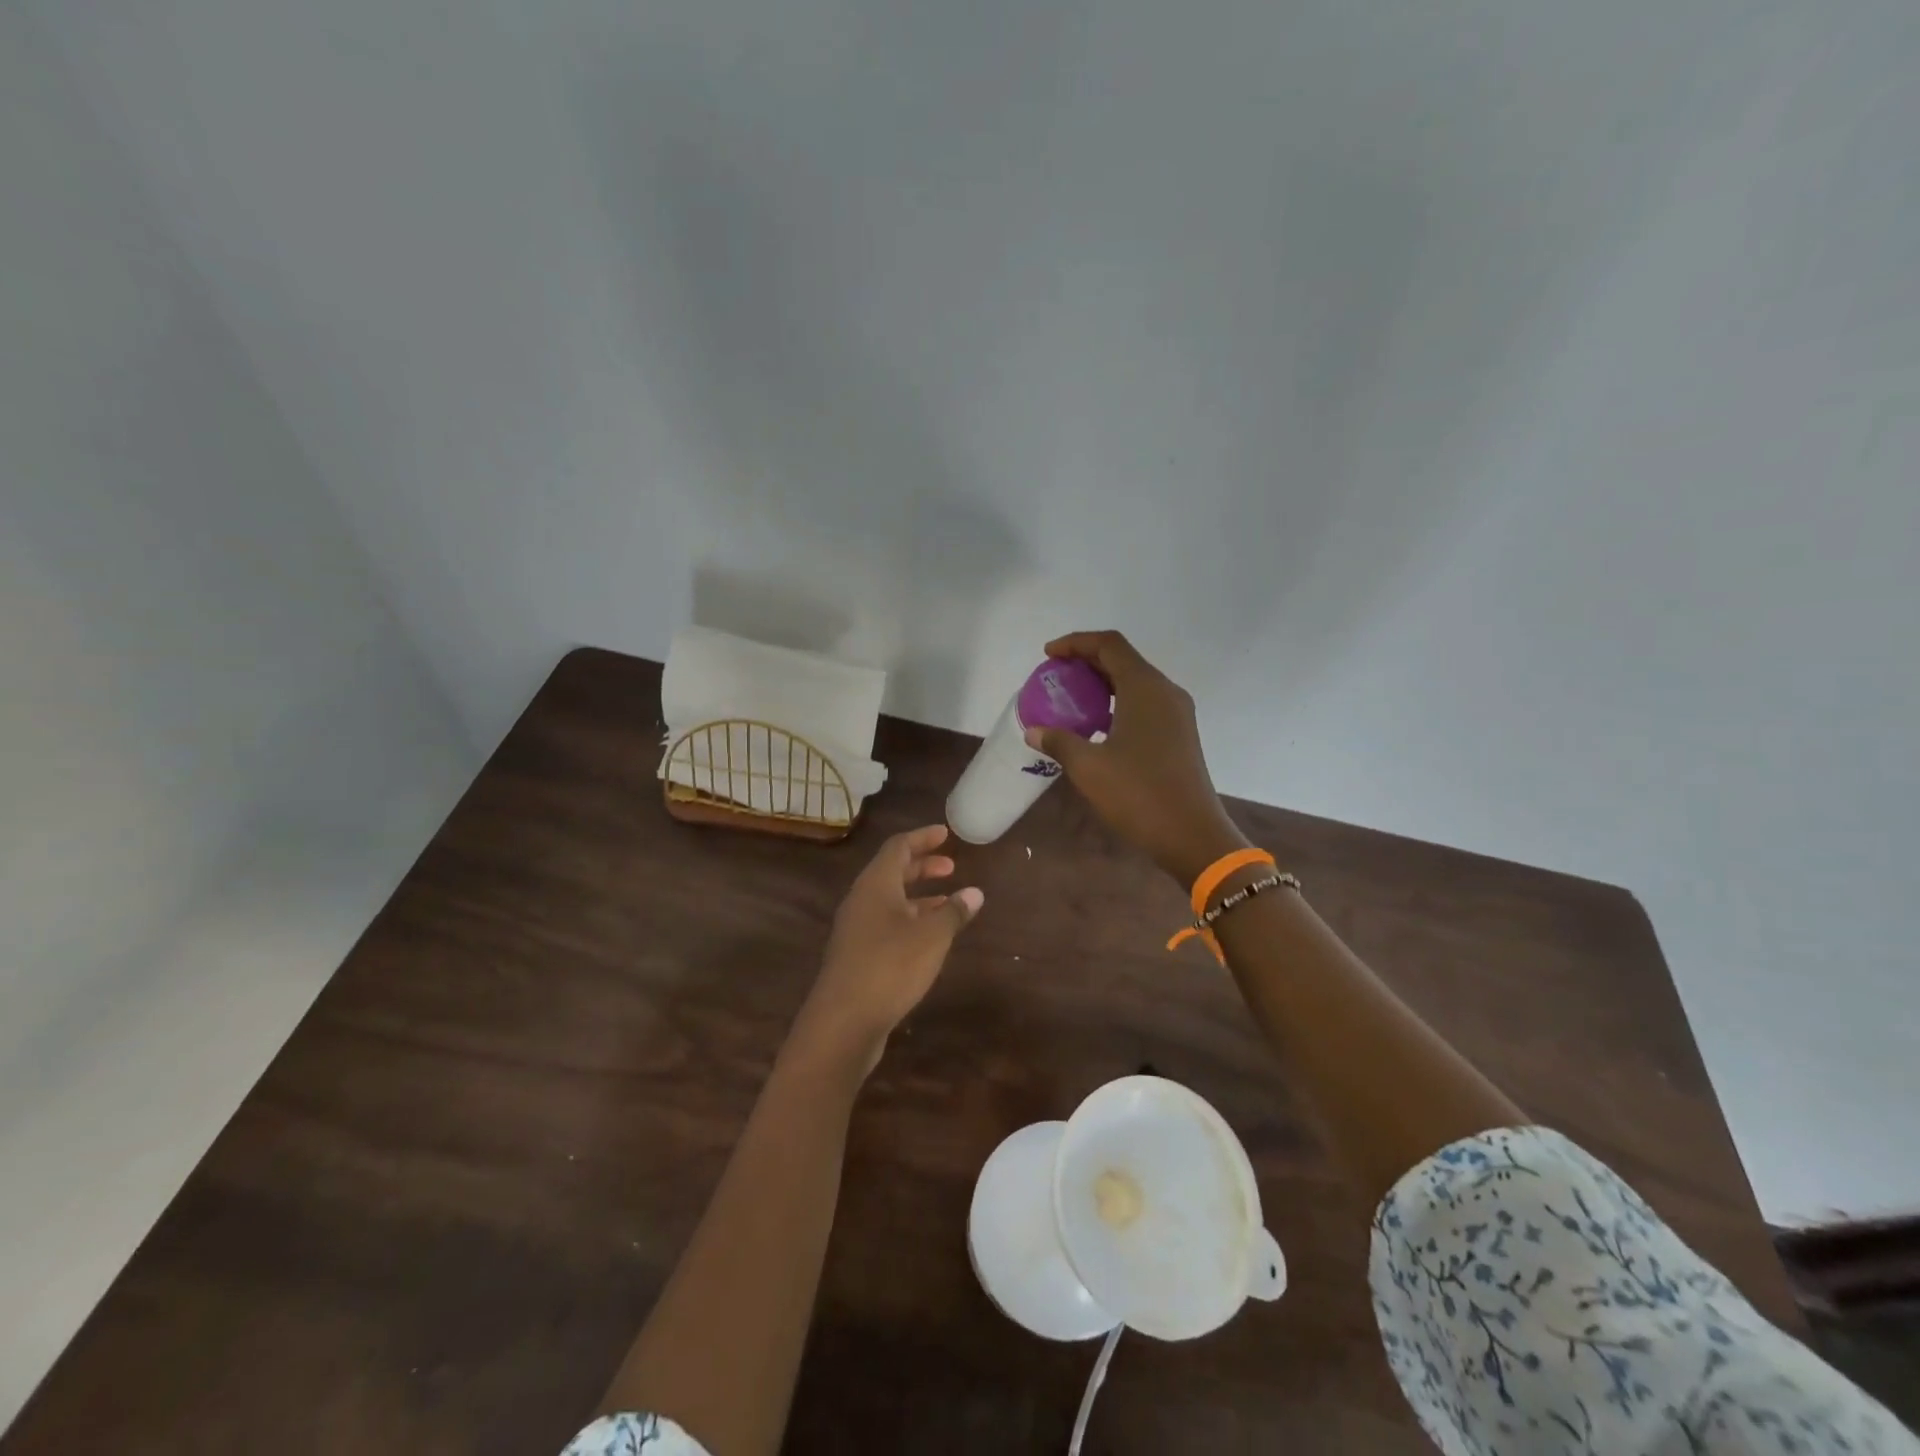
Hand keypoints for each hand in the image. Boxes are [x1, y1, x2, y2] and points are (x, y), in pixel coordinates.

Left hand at [792, 825, 982, 1076]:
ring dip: (917, 896)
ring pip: (889, 900)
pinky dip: (909, 919)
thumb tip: (974, 892)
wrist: (843, 1021)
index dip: (923, 837)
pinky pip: (885, 924)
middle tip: (950, 867)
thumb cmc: (890, 966)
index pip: (898, 847)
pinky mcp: (856, 955)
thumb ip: (954, 912)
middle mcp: (861, 900)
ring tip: (947, 901)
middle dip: (922, 866)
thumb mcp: (931, 937)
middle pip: (892, 871)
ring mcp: (855, 929)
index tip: (946, 834)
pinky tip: (928, 937)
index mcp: (875, 884)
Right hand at [1025, 630, 1249, 882]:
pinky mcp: (1180, 734)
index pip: (1109, 644)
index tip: (1048, 655)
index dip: (1076, 643)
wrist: (1192, 835)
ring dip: (1102, 684)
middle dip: (1087, 662)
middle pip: (1123, 659)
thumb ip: (1059, 741)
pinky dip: (1117, 703)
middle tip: (1055, 677)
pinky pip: (1145, 703)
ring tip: (1071, 699)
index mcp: (1145, 688)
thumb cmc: (1139, 795)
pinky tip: (1097, 726)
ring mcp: (1177, 714)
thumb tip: (1034, 731)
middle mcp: (1165, 692)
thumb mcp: (1088, 768)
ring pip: (1135, 682)